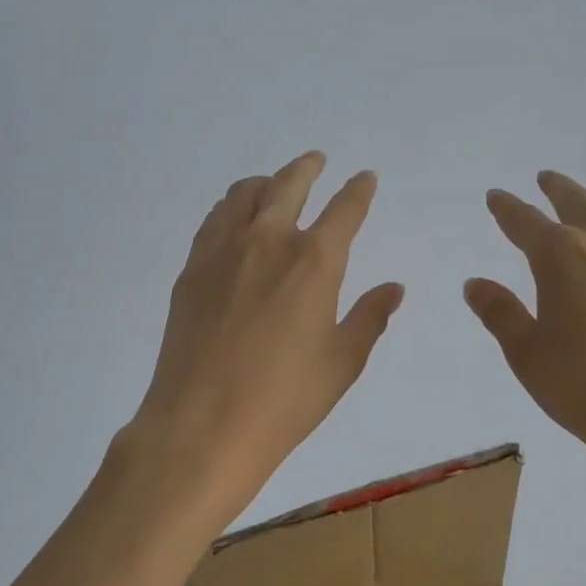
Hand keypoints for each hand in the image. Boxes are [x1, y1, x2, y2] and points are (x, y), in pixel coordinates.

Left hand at [131, 151, 403, 514]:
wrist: (202, 424)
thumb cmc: (285, 399)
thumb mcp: (342, 362)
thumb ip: (370, 317)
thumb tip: (394, 288)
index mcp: (314, 261)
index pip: (344, 210)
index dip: (359, 190)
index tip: (365, 178)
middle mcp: (268, 241)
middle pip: (289, 185)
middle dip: (308, 168)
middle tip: (317, 161)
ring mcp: (222, 251)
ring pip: (244, 194)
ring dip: (266, 182)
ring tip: (274, 185)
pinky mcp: (192, 269)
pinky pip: (214, 220)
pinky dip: (231, 207)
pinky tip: (234, 219)